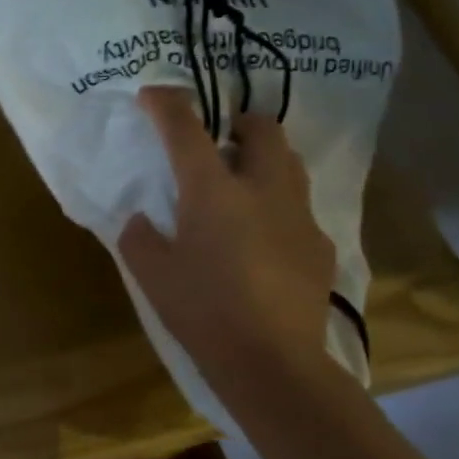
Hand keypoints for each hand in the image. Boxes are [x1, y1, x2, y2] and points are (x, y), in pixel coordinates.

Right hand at [117, 86, 336, 387]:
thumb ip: (139, 237)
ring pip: (289, 162)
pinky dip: (279, 206)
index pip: (187, 129)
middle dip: (238, 121)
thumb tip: (142, 220)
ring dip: (264, 159)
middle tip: (217, 142)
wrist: (272, 364)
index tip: (153, 95)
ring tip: (242, 185)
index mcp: (213, 191)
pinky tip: (264, 240)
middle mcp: (262, 189)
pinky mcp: (319, 245)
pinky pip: (300, 207)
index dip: (167, 104)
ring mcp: (298, 215)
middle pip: (261, 128)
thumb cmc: (203, 312)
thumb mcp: (151, 275)